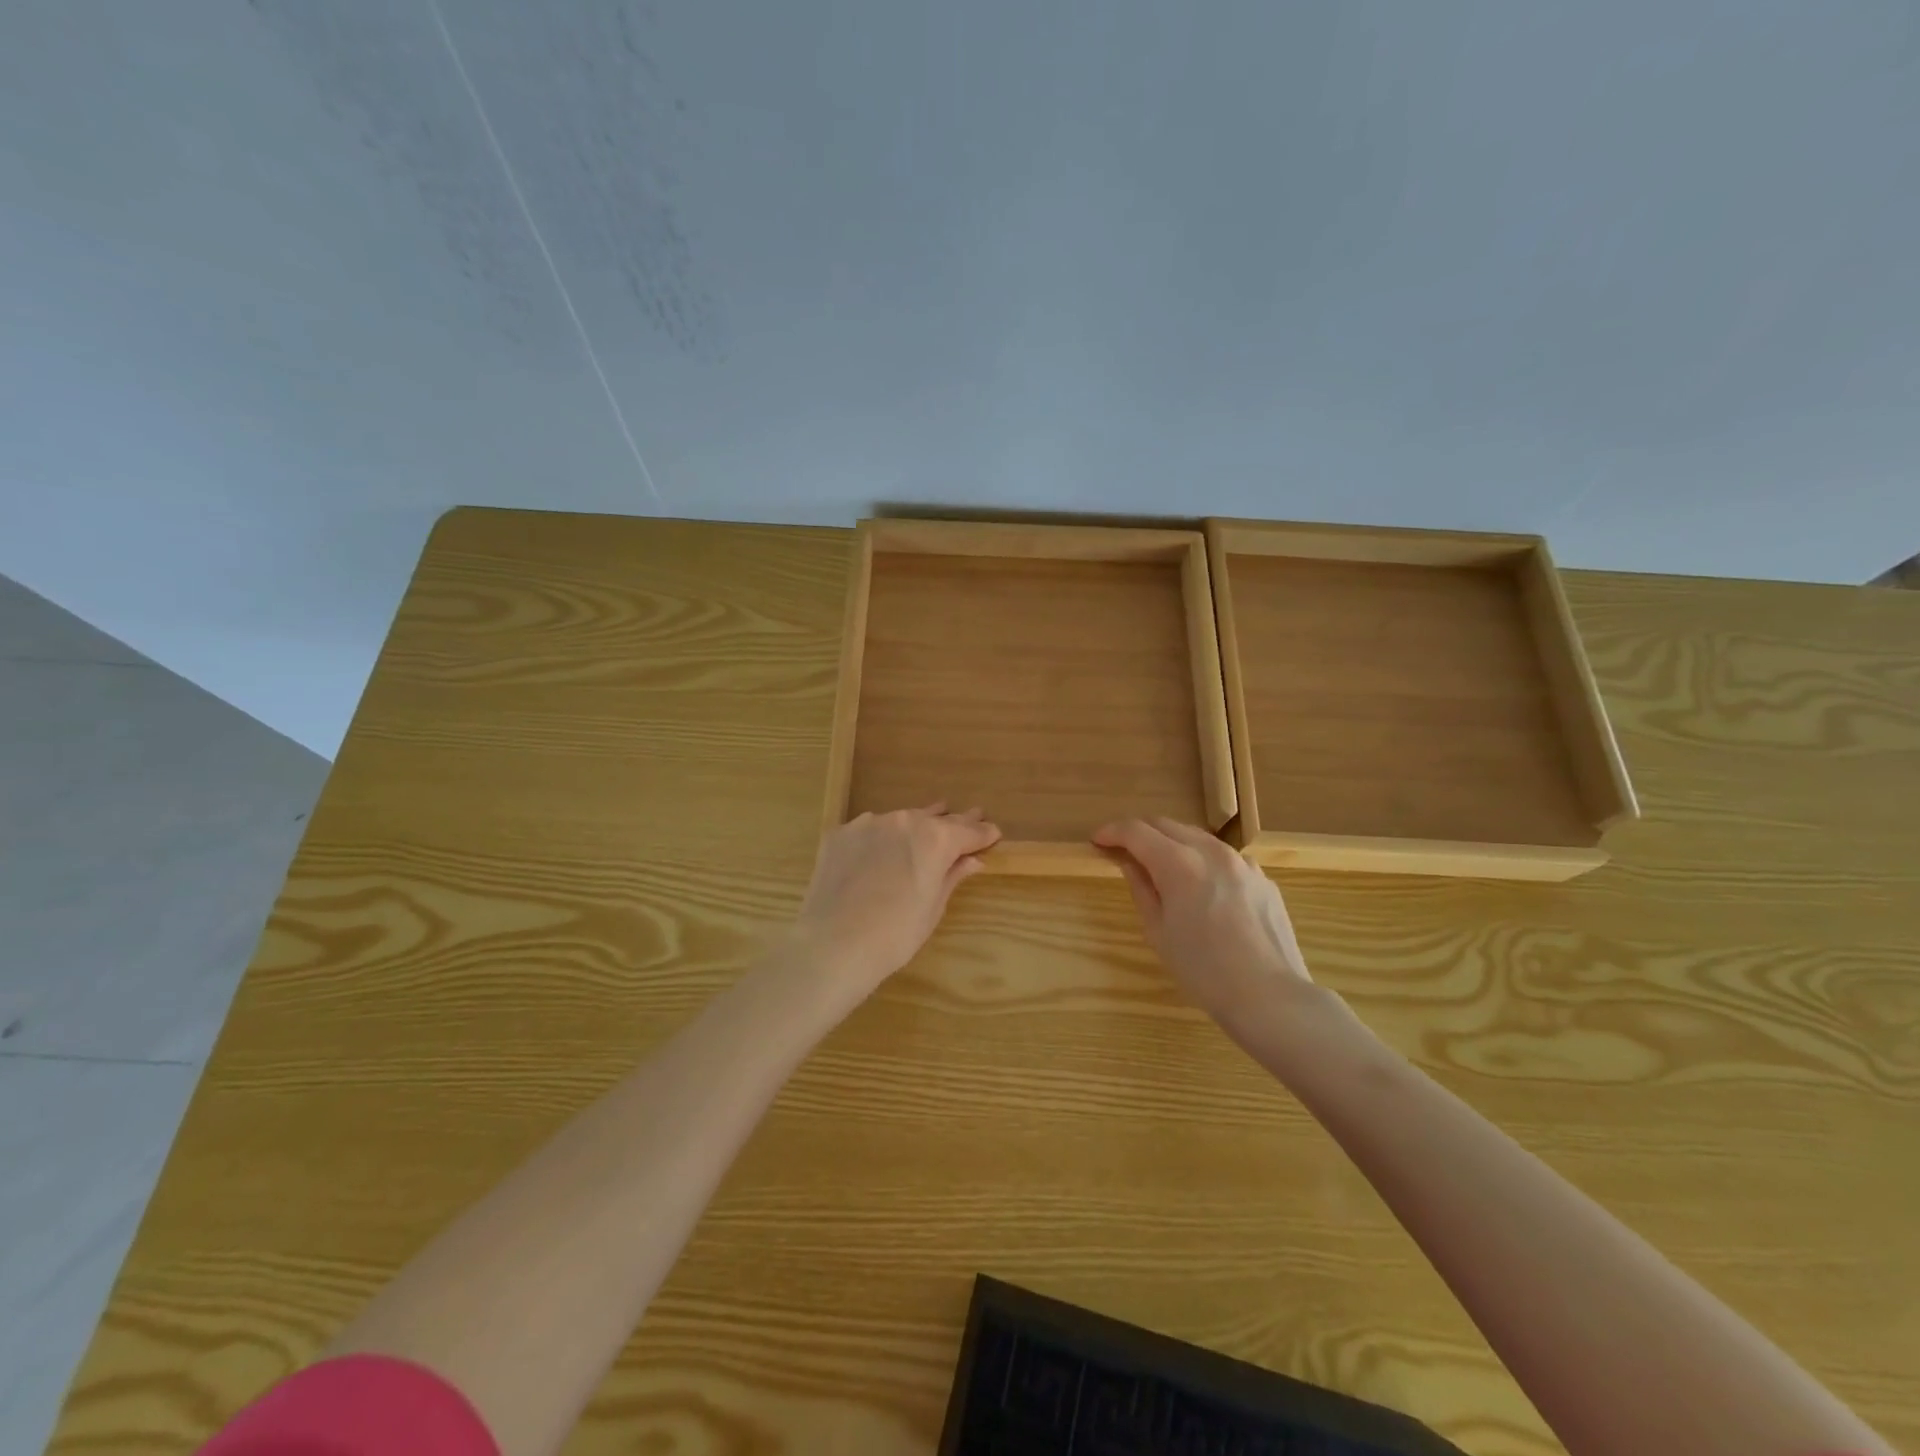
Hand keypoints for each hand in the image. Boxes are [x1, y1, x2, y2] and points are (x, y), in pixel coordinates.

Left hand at [794, 805, 1001, 996]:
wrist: (833, 944)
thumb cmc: (896, 934)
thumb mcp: (933, 907)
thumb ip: (952, 876)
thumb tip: (972, 860)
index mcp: (935, 838)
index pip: (968, 831)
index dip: (983, 834)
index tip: (993, 833)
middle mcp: (904, 821)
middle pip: (935, 819)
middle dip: (954, 822)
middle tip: (972, 816)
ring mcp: (868, 824)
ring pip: (900, 820)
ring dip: (915, 826)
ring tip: (927, 824)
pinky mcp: (839, 834)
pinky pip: (869, 831)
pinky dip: (880, 838)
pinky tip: (880, 850)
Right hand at [1092, 817, 1316, 1038]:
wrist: (1270, 997)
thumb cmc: (1203, 971)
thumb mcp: (1158, 932)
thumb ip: (1141, 889)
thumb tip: (1130, 863)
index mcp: (1179, 863)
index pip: (1136, 831)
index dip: (1112, 832)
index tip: (1098, 841)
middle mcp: (1212, 852)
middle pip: (1167, 825)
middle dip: (1141, 833)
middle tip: (1124, 851)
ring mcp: (1243, 863)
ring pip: (1198, 838)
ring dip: (1173, 843)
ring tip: (1161, 868)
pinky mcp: (1263, 879)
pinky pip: (1224, 859)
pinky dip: (1202, 862)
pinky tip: (1202, 889)